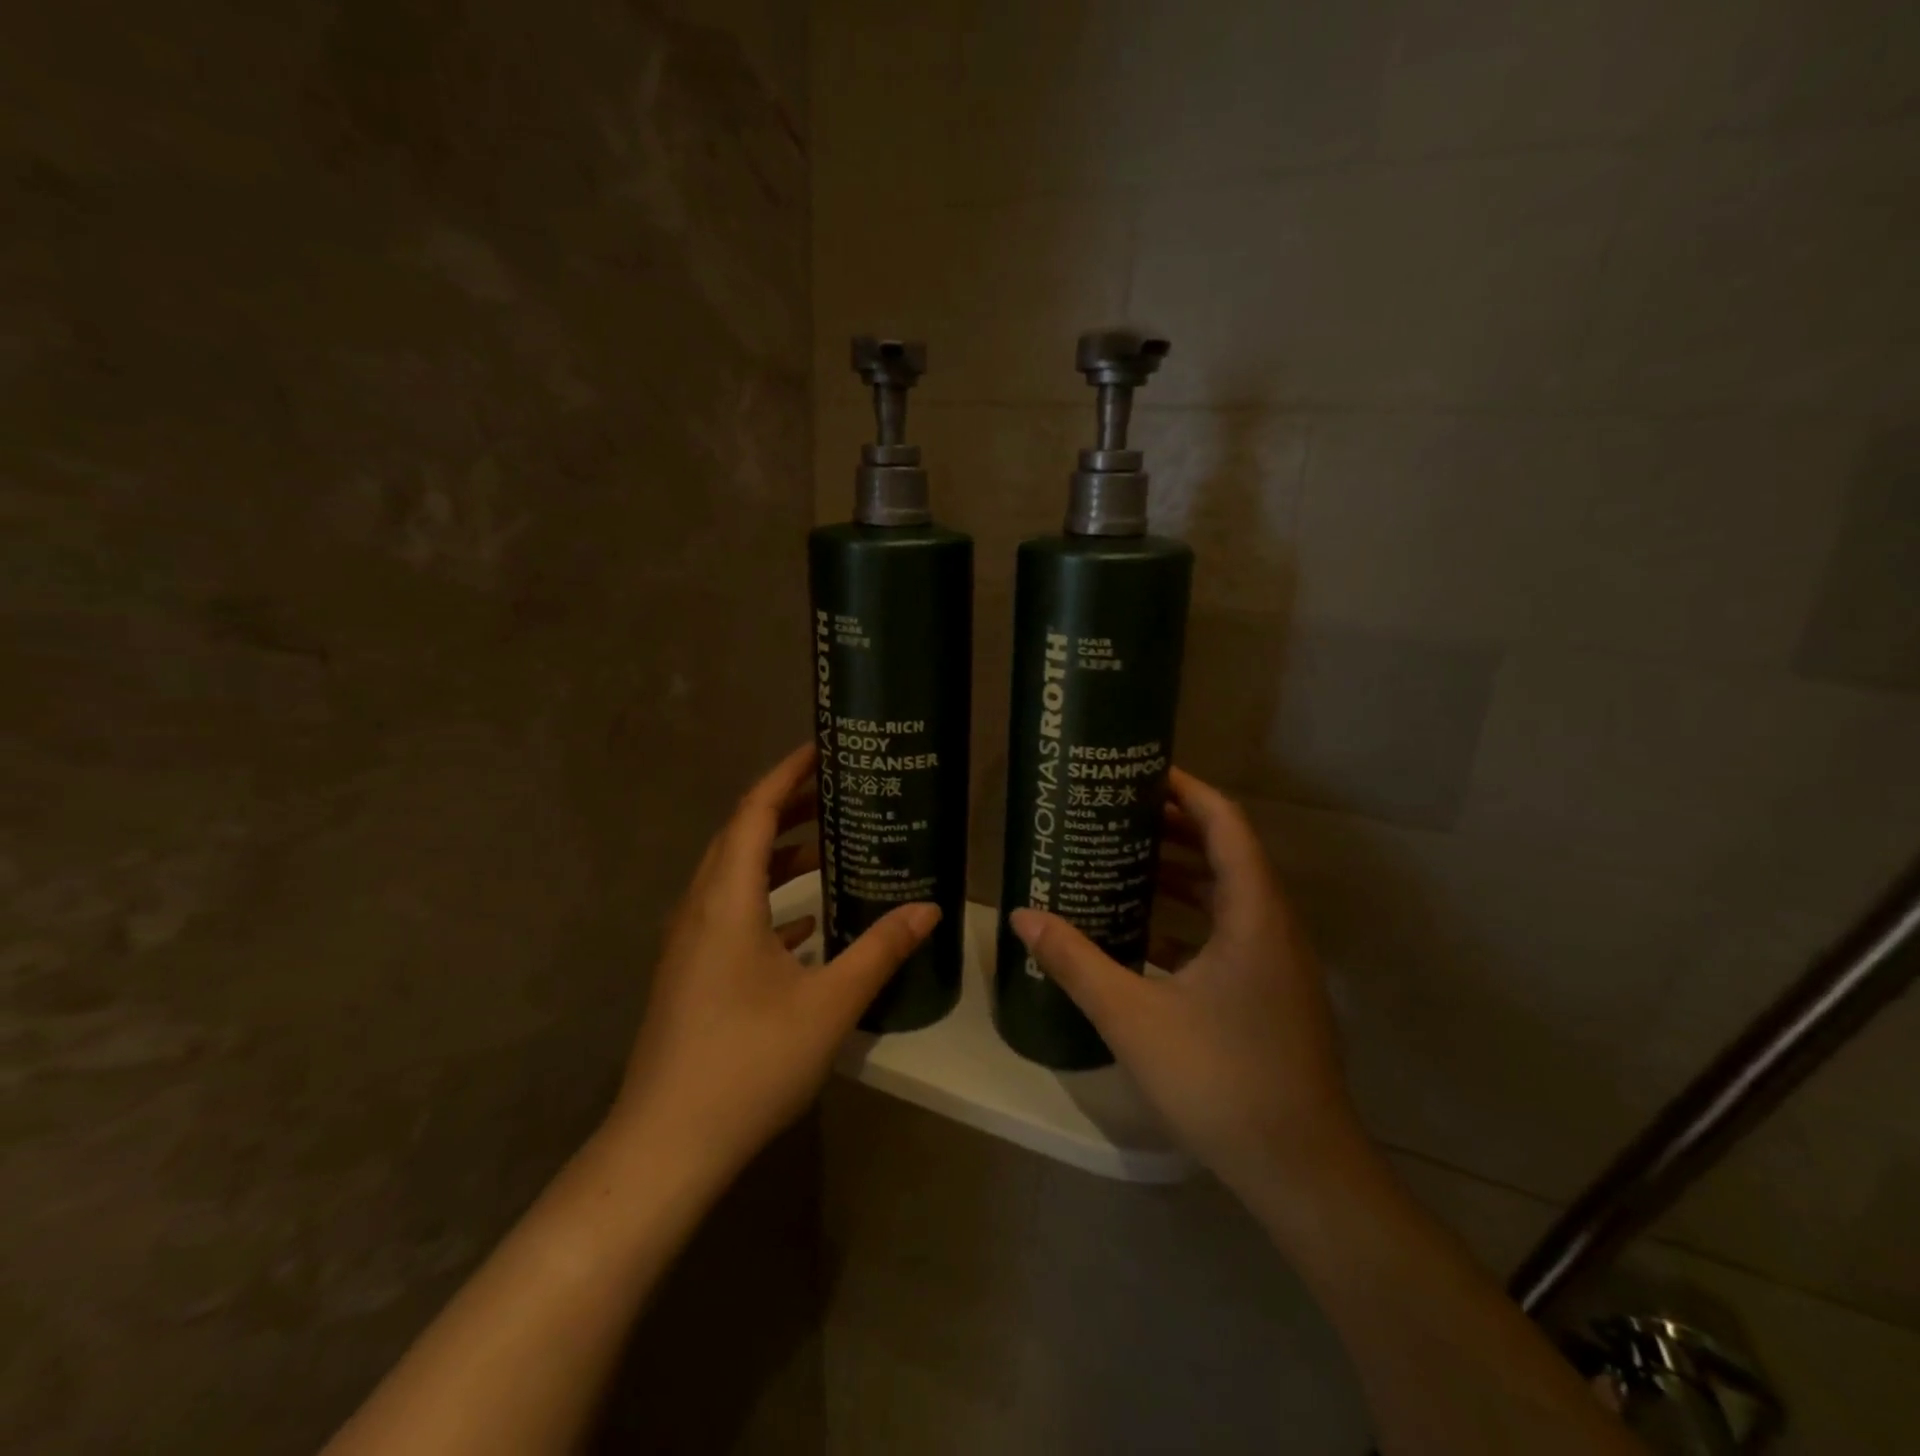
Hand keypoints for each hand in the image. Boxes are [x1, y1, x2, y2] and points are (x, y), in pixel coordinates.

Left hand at [608, 744, 939, 1181]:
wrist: (667, 1146)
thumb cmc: (748, 1063)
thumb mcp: (828, 1004)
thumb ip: (880, 950)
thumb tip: (929, 909)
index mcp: (726, 901)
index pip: (753, 812)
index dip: (786, 775)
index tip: (822, 749)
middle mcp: (700, 909)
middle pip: (740, 836)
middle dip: (787, 808)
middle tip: (837, 791)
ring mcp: (690, 943)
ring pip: (734, 876)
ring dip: (777, 855)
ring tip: (830, 846)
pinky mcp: (691, 973)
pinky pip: (731, 913)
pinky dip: (769, 900)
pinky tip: (807, 921)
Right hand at [1009, 767, 1363, 1204]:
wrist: (1301, 1171)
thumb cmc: (1221, 1079)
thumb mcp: (1132, 1016)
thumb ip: (1076, 961)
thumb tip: (1023, 916)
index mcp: (1253, 914)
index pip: (1225, 824)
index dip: (1187, 790)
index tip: (1141, 774)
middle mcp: (1274, 927)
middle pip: (1227, 854)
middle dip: (1174, 829)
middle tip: (1118, 816)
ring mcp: (1278, 964)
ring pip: (1228, 897)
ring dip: (1181, 877)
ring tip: (1123, 864)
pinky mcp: (1272, 994)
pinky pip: (1229, 934)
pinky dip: (1189, 921)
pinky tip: (1143, 936)